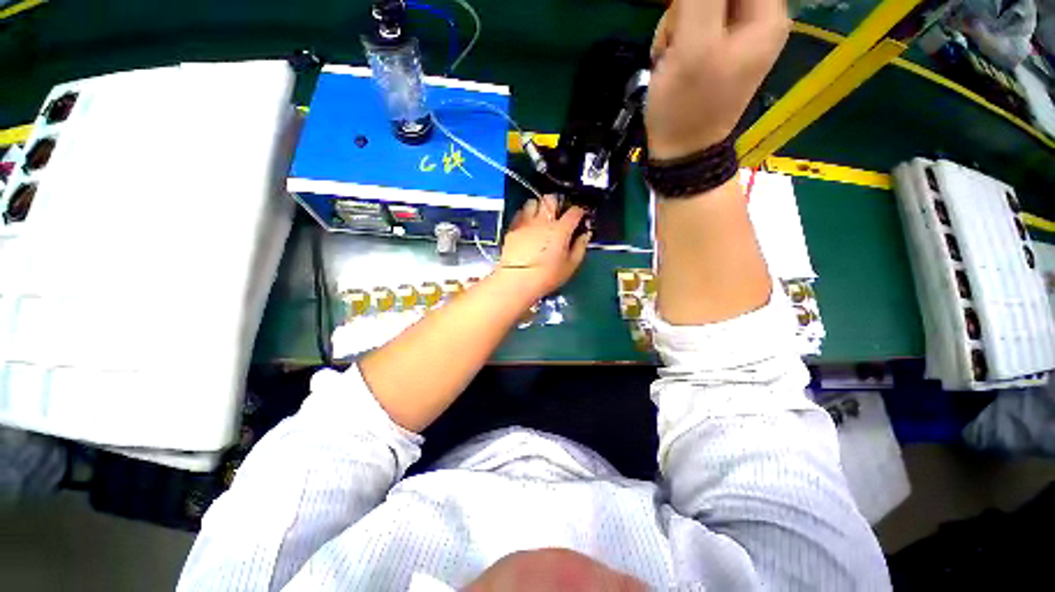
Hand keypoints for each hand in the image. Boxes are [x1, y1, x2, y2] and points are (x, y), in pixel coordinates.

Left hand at [499, 195, 589, 297]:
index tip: (579, 217)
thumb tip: (585, 235)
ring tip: (540, 217)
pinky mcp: (512, 228)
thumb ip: (580, 247)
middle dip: (557, 203)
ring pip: (533, 202)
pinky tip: (527, 225)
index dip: (579, 212)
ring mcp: (526, 222)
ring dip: (539, 207)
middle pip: (551, 199)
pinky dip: (525, 215)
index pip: (574, 211)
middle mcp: (543, 221)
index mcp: (561, 229)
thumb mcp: (570, 265)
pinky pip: (520, 213)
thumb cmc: (547, 276)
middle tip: (558, 214)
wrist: (517, 280)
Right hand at [646, 0, 790, 159]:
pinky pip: (691, 25)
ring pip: (699, 5)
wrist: (681, 153)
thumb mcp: (693, 47)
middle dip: (685, 11)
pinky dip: (674, 40)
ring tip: (670, 59)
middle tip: (676, 41)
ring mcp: (733, 37)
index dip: (698, 0)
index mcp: (766, 15)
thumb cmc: (687, 107)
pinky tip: (669, 64)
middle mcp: (756, 20)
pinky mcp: (713, 51)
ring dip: (675, 26)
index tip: (683, 15)